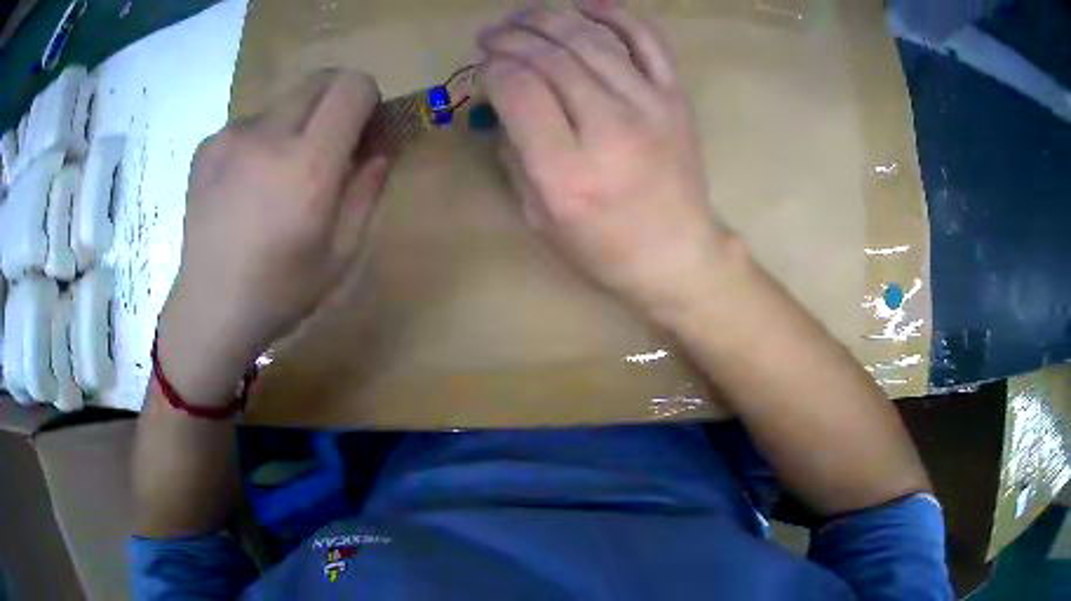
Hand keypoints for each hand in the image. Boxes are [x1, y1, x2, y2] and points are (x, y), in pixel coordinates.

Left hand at [157, 70, 390, 405]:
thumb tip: (381, 144)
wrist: (209, 309)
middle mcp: (266, 136)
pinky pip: (251, 123)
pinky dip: (261, 141)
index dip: (367, 100)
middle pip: (319, 80)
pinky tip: (247, 187)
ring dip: (295, 124)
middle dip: (335, 102)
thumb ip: (367, 187)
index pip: (352, 86)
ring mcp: (230, 136)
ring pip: (283, 102)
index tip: (362, 131)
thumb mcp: (343, 251)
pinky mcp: (207, 145)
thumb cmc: (281, 290)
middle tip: (328, 147)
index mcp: (307, 165)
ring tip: (277, 178)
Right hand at [480, 5, 732, 318]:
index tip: (485, 68)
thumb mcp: (538, 216)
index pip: (519, 89)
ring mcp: (650, 106)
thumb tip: (501, 99)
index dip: (493, 68)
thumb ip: (513, 153)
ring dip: (548, 18)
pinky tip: (583, 6)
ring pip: (590, 40)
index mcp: (566, 172)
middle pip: (550, 57)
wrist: (677, 252)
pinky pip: (647, 40)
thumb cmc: (602, 245)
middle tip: (491, 34)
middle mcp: (609, 129)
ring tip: (523, 16)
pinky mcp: (675, 97)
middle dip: (512, 37)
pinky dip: (615, 15)